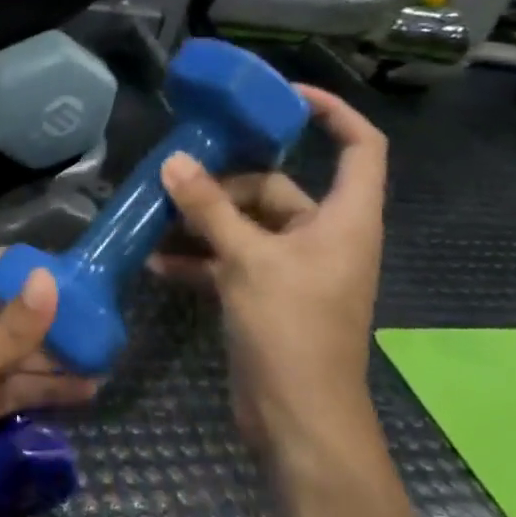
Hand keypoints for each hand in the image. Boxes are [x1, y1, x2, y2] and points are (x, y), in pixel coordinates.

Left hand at [0, 250, 97, 516]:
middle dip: (35, 311)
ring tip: (99, 352)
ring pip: (7, 355)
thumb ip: (6, 331)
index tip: (52, 264)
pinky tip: (83, 391)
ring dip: (47, 355)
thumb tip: (50, 280)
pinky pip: (10, 391)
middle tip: (90, 310)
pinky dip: (41, 390)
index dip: (4, 262)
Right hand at [151, 85, 386, 451]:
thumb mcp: (247, 260)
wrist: (298, 420)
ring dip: (203, 223)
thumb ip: (209, 209)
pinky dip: (200, 258)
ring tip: (155, 219)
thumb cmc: (291, 330)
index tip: (283, 97)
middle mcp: (324, 237)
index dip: (332, 113)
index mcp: (345, 219)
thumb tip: (174, 162)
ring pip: (247, 225)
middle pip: (277, 188)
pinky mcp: (267, 295)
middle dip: (225, 185)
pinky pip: (232, 259)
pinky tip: (158, 263)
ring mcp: (294, 268)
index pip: (360, 147)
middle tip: (175, 179)